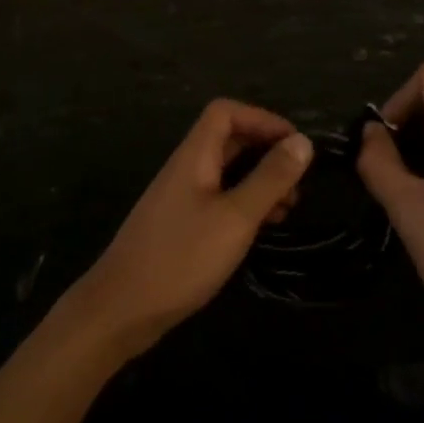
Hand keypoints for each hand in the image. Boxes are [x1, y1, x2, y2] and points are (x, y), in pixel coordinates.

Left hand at [69, 99, 311, 357]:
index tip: (295, 144)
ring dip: (260, 180)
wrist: (120, 310)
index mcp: (194, 156)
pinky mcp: (181, 225)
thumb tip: (302, 141)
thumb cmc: (181, 258)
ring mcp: (181, 198)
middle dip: (267, 151)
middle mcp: (186, 169)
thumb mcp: (235, 218)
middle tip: (298, 180)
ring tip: (289, 207)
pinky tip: (262, 228)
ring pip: (226, 171)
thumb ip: (269, 178)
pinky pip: (219, 198)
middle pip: (228, 139)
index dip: (262, 118)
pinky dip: (245, 204)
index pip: (226, 112)